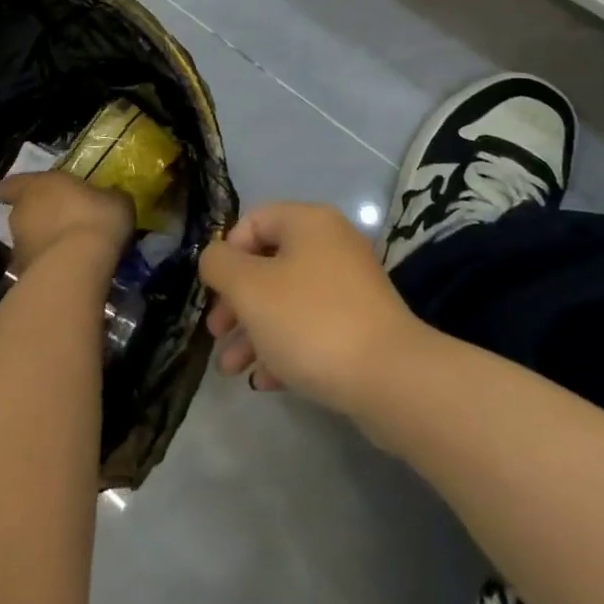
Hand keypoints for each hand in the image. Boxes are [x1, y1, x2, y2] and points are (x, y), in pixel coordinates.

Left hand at [0, 171, 134, 274]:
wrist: (79, 268)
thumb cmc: (96, 218)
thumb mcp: (115, 200)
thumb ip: (105, 197)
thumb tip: (107, 199)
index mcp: (38, 186)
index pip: (12, 185)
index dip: (18, 189)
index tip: (31, 192)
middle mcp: (21, 214)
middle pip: (22, 213)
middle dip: (39, 218)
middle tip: (65, 222)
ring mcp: (19, 248)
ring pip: (28, 242)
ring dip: (44, 244)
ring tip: (71, 251)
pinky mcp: (23, 278)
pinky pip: (36, 267)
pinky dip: (49, 268)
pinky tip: (71, 272)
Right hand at [200, 203, 422, 412]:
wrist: (389, 378)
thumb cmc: (310, 321)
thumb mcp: (250, 288)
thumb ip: (220, 264)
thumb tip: (215, 258)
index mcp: (308, 222)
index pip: (254, 221)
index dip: (227, 253)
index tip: (214, 292)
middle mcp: (331, 244)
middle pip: (269, 264)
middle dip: (236, 301)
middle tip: (216, 334)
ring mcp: (349, 285)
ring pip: (287, 300)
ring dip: (254, 330)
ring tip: (232, 369)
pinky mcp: (360, 325)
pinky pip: (311, 327)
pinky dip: (284, 347)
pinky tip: (265, 381)